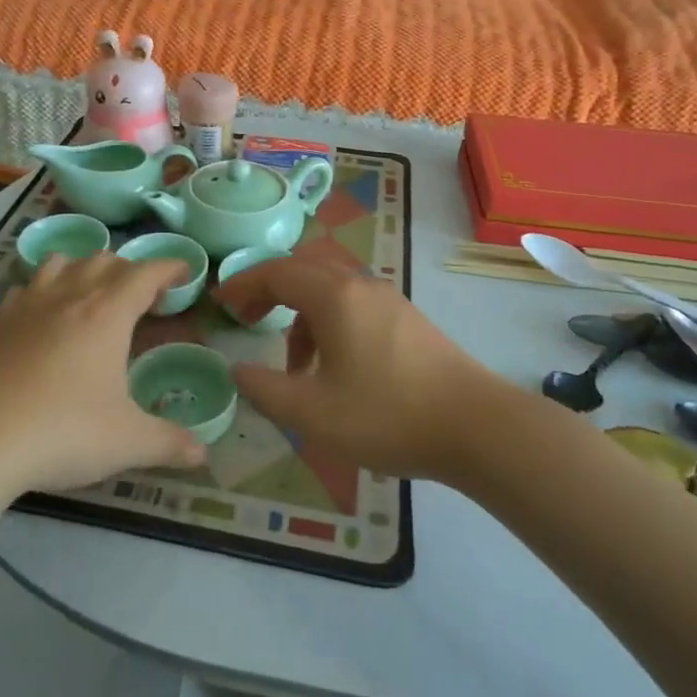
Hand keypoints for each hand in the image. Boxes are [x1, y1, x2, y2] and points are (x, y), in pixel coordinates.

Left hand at [0, 252, 207, 495]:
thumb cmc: (62, 432)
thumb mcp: (126, 442)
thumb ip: (168, 443)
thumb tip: (202, 454)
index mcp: (107, 314)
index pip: (145, 274)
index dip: (168, 267)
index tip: (184, 271)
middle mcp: (69, 298)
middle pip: (103, 261)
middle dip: (129, 269)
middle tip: (143, 294)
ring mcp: (28, 308)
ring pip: (60, 263)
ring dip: (83, 267)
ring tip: (93, 290)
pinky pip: (25, 288)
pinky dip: (42, 288)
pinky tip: (41, 311)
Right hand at [217, 260, 504, 482]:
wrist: (476, 426)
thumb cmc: (387, 415)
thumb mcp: (312, 413)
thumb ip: (265, 389)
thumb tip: (236, 370)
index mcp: (334, 296)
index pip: (276, 272)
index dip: (243, 284)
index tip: (220, 304)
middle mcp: (360, 286)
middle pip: (303, 270)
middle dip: (269, 290)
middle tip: (247, 318)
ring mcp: (389, 300)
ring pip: (331, 289)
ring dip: (301, 313)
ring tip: (293, 365)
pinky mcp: (407, 320)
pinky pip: (354, 306)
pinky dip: (329, 323)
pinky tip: (335, 369)